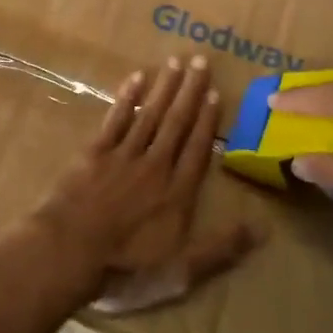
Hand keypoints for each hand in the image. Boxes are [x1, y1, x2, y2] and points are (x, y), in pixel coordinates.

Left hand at [33, 55, 262, 314]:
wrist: (68, 252)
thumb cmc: (125, 268)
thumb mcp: (180, 272)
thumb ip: (221, 249)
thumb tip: (264, 229)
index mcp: (177, 193)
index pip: (197, 149)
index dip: (208, 121)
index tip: (216, 93)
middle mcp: (155, 166)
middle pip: (176, 123)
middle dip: (190, 91)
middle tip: (200, 60)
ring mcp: (122, 156)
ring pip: (149, 115)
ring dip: (164, 87)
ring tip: (176, 61)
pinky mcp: (94, 153)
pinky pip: (115, 119)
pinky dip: (126, 98)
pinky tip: (135, 78)